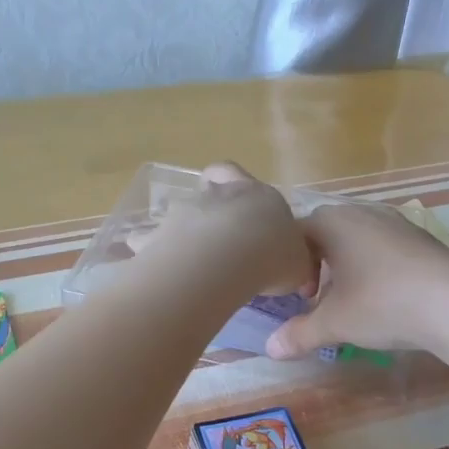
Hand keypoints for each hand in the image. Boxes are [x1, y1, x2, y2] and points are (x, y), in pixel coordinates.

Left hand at [140, 163, 315, 299]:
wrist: (231, 257)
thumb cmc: (274, 255)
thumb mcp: (299, 264)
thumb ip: (297, 263)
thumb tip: (298, 271)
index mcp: (258, 195)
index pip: (239, 174)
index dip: (238, 186)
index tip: (243, 211)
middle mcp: (219, 195)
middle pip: (208, 187)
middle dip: (210, 206)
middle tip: (219, 235)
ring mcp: (185, 211)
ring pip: (179, 213)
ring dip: (183, 232)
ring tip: (190, 263)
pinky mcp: (159, 235)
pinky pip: (149, 242)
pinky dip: (153, 253)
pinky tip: (159, 274)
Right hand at [266, 201, 448, 357]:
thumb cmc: (382, 303)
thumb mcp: (335, 323)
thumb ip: (300, 334)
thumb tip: (270, 350)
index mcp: (334, 223)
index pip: (296, 233)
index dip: (290, 264)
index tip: (302, 295)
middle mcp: (362, 213)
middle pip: (327, 232)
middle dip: (319, 263)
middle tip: (321, 296)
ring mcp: (396, 222)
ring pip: (358, 238)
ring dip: (348, 265)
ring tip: (353, 298)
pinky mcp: (422, 238)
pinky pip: (386, 245)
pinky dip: (376, 266)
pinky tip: (387, 296)